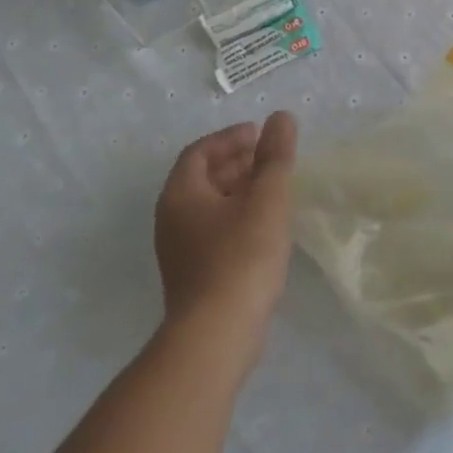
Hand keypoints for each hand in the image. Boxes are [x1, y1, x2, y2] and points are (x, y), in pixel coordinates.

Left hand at [154, 112, 299, 337]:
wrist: (217, 335)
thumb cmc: (241, 256)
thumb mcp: (267, 198)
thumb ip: (275, 156)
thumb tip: (281, 118)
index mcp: (181, 193)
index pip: (199, 151)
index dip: (230, 138)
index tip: (260, 135)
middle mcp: (171, 218)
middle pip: (201, 177)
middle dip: (236, 163)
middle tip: (269, 159)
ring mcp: (179, 251)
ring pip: (208, 206)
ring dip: (238, 191)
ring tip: (272, 190)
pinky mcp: (193, 276)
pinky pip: (213, 231)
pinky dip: (236, 217)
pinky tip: (264, 228)